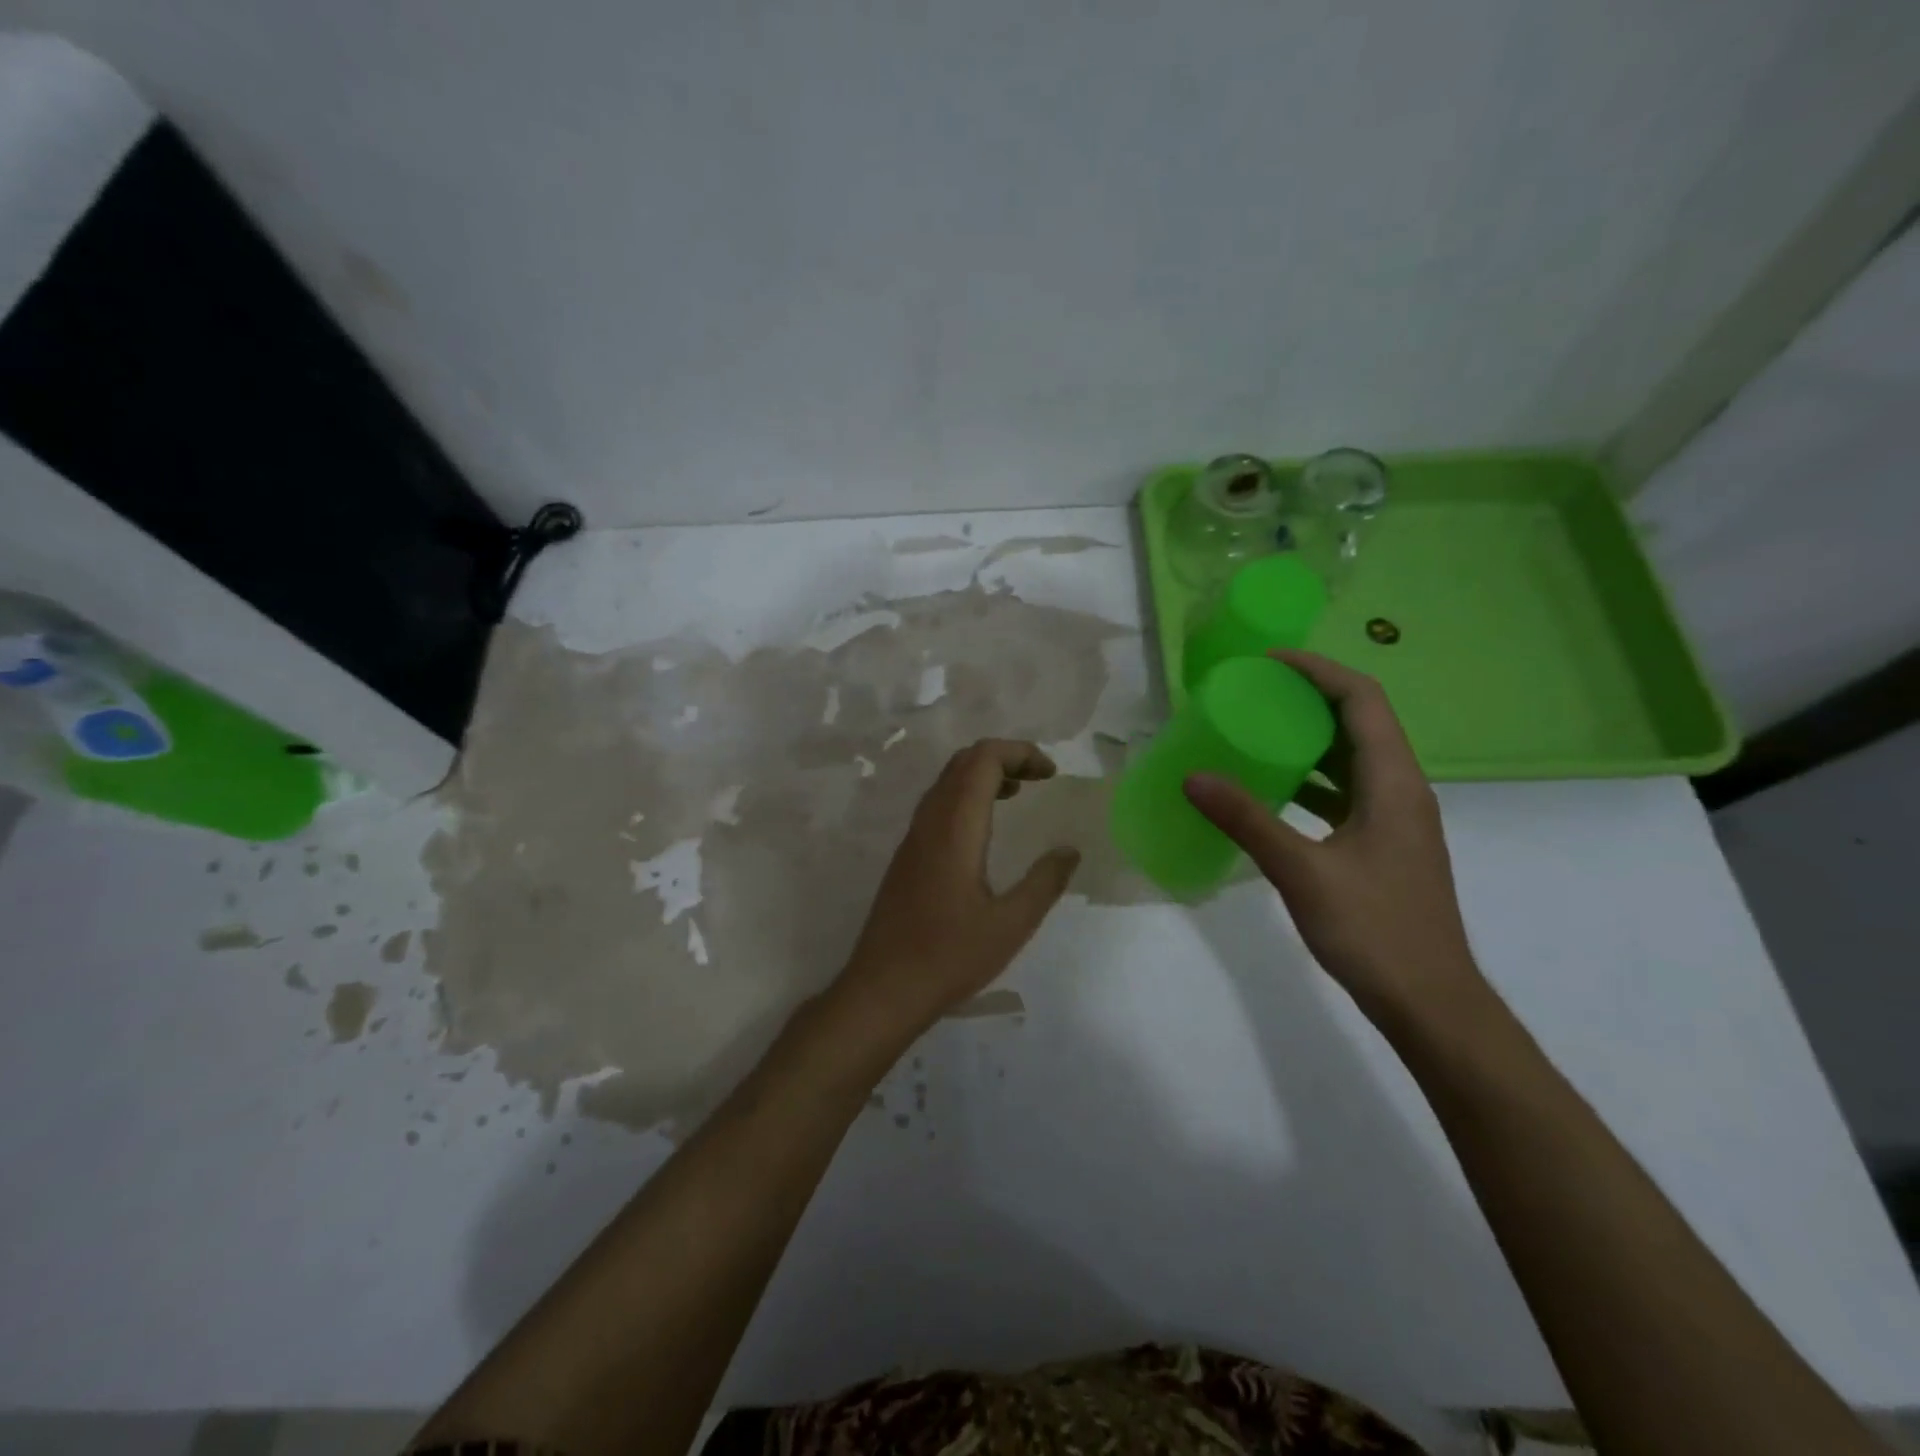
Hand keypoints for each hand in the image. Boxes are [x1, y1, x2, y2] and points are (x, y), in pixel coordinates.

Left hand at [836, 739, 1080, 1037]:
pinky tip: (985, 830)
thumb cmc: (949, 957)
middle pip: (963, 762)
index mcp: (955, 828)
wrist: (882, 989)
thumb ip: (1044, 882)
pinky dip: (966, 797)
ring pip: (947, 782)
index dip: (1020, 752)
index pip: (983, 760)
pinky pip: (937, 804)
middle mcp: (929, 822)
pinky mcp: (906, 856)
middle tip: (1040, 778)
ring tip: (1018, 794)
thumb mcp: (1011, 925)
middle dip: (1004, 757)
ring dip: (983, 775)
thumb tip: (1070, 850)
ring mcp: (913, 838)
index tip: (1051, 774)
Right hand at [1183, 651, 1483, 1026]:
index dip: (1319, 670)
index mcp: (1394, 783)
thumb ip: (1247, 820)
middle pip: (1361, 722)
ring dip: (1310, 738)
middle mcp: (1402, 790)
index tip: (1269, 662)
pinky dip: (1311, 779)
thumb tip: (1193, 777)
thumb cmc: (1373, 930)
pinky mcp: (1384, 844)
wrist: (1429, 1001)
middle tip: (1255, 692)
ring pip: (1354, 758)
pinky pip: (1347, 791)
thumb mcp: (1301, 871)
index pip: (1363, 699)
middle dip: (1309, 698)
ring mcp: (1396, 819)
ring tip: (1258, 731)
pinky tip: (1274, 791)